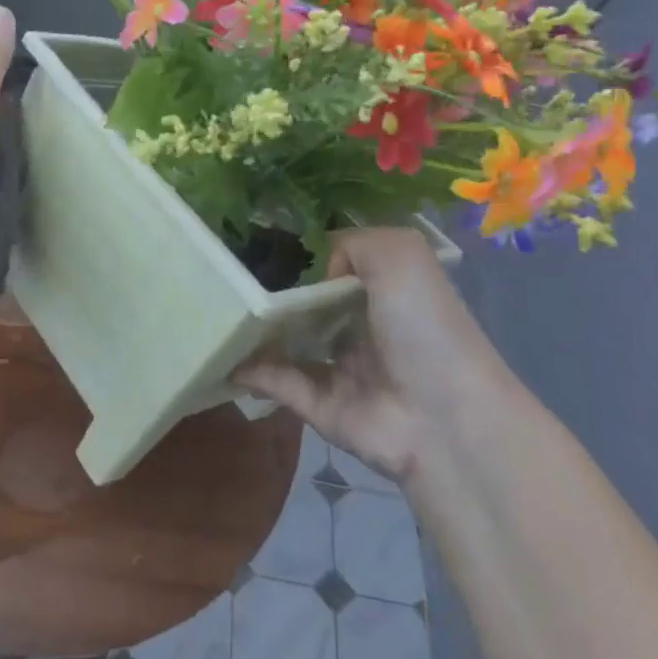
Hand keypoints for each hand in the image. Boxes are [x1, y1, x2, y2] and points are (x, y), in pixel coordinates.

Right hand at [234, 227, 519, 486]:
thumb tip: (314, 273)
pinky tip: (225, 354)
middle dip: (268, 291)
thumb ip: (350, 242)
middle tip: (226, 277)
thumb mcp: (400, 253)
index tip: (254, 242)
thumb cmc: (424, 326)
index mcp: (381, 291)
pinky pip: (277, 382)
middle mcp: (358, 327)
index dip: (298, 254)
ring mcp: (338, 368)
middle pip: (302, 304)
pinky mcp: (319, 405)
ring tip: (215, 312)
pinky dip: (250, 370)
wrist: (442, 416)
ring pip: (284, 343)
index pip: (332, 266)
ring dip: (253, 331)